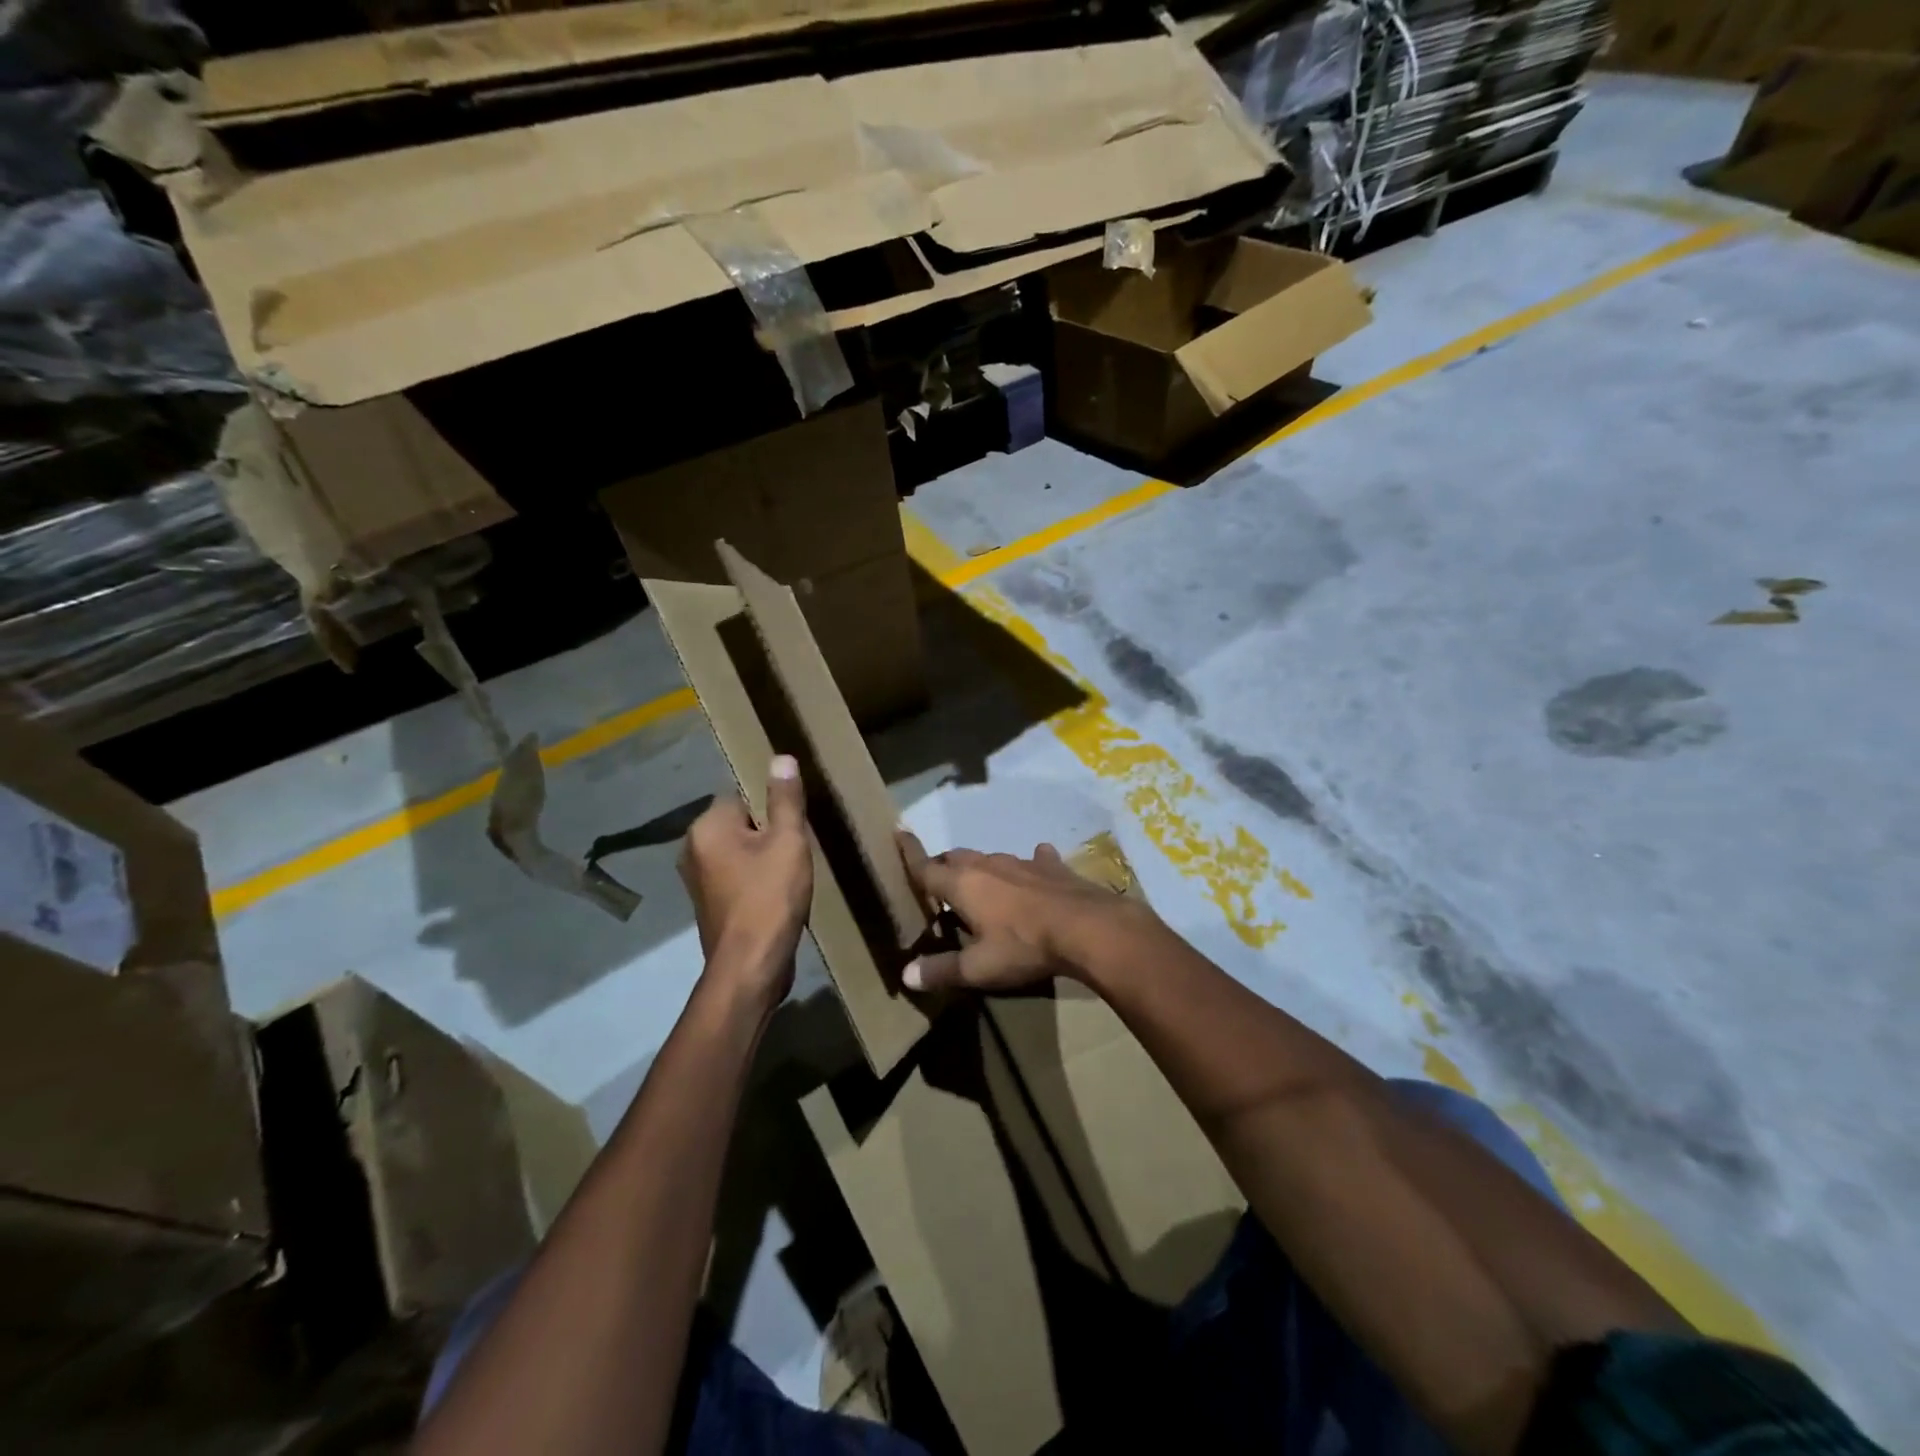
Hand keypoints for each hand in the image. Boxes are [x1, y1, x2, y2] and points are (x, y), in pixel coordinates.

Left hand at [680, 756, 812, 1005]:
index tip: (794, 826)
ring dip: (763, 858)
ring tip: (791, 873)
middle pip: (740, 824)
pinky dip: (755, 880)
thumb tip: (781, 757)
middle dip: (768, 833)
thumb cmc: (770, 898)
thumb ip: (785, 799)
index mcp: (707, 827)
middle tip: (796, 849)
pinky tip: (777, 895)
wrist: (751, 967)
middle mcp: (693, 849)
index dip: (771, 808)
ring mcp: (697, 881)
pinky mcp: (709, 905)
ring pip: (739, 852)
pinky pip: (736, 877)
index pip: (741, 796)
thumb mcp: (787, 842)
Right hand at [896, 834, 1154, 992]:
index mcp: (963, 884)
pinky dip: (1029, 864)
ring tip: (978, 882)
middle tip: (936, 880)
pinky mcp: (1052, 867)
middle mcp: (988, 864)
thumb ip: (942, 969)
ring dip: (981, 868)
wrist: (1088, 927)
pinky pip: (1035, 859)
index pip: (926, 867)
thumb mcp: (979, 968)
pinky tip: (1037, 863)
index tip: (897, 832)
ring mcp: (1022, 862)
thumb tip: (905, 975)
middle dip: (943, 865)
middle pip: (956, 858)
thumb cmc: (1024, 946)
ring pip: (991, 858)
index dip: (909, 853)